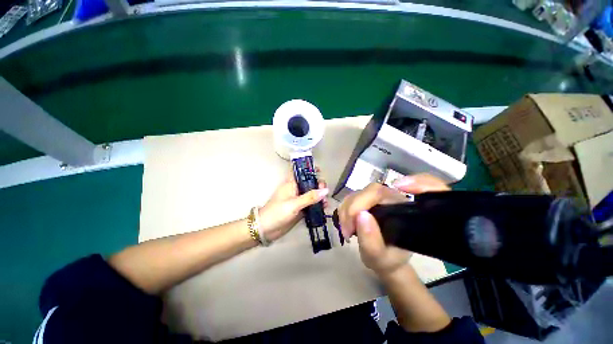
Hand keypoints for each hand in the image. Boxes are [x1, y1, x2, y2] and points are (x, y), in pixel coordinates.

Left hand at [258, 167, 328, 241]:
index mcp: (291, 184)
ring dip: (320, 195)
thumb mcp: (294, 204)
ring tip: (326, 202)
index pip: (299, 171)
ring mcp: (298, 200)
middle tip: (324, 190)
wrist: (267, 229)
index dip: (308, 168)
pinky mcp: (301, 209)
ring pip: (312, 193)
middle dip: (318, 184)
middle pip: (309, 182)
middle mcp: (296, 190)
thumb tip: (326, 190)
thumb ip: (310, 197)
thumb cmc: (277, 212)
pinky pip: (311, 204)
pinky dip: (318, 204)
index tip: (319, 170)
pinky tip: (324, 207)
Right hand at [338, 174, 449, 276]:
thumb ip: (371, 240)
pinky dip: (344, 211)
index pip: (382, 193)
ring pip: (355, 194)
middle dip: (352, 210)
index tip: (357, 218)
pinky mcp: (365, 199)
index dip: (366, 198)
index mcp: (401, 208)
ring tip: (347, 231)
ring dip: (346, 212)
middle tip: (347, 231)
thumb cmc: (388, 258)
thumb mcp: (380, 258)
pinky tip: (347, 224)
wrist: (386, 257)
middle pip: (367, 192)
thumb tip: (360, 215)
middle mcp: (391, 197)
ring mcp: (376, 197)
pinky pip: (349, 199)